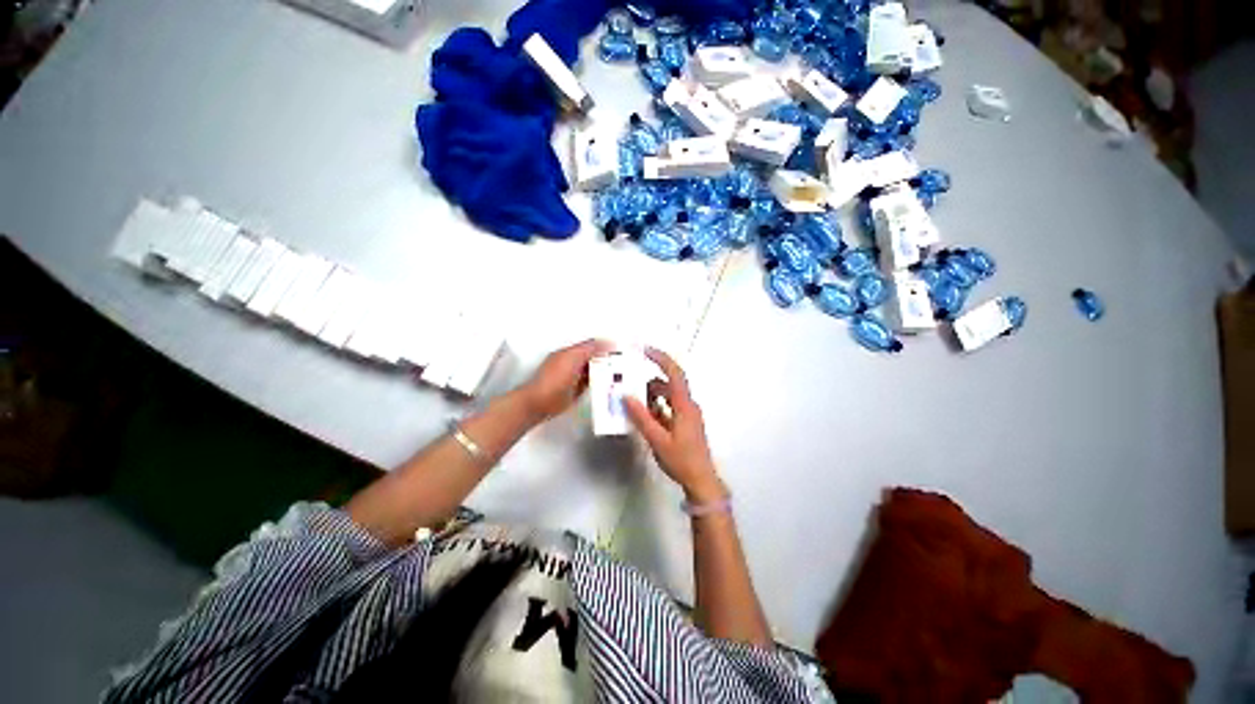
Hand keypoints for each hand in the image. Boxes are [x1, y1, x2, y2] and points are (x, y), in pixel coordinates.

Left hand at [519, 339, 613, 420]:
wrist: (538, 404)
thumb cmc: (553, 380)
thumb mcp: (572, 359)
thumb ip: (589, 349)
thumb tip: (605, 342)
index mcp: (570, 352)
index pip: (592, 346)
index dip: (606, 346)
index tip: (621, 350)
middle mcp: (572, 363)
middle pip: (594, 358)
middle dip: (608, 359)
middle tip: (625, 363)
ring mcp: (574, 378)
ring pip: (594, 371)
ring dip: (605, 372)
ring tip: (621, 374)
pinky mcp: (576, 392)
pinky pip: (592, 384)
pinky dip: (601, 383)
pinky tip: (610, 385)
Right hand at [623, 348, 724, 501]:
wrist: (701, 481)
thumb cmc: (681, 460)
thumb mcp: (657, 439)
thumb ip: (641, 417)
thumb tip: (626, 395)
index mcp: (684, 405)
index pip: (674, 373)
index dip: (660, 358)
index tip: (644, 350)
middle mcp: (688, 405)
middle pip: (668, 384)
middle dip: (648, 382)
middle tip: (629, 384)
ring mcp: (687, 414)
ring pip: (667, 396)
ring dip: (651, 397)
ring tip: (633, 403)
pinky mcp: (685, 422)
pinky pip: (668, 407)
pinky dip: (656, 407)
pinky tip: (643, 416)